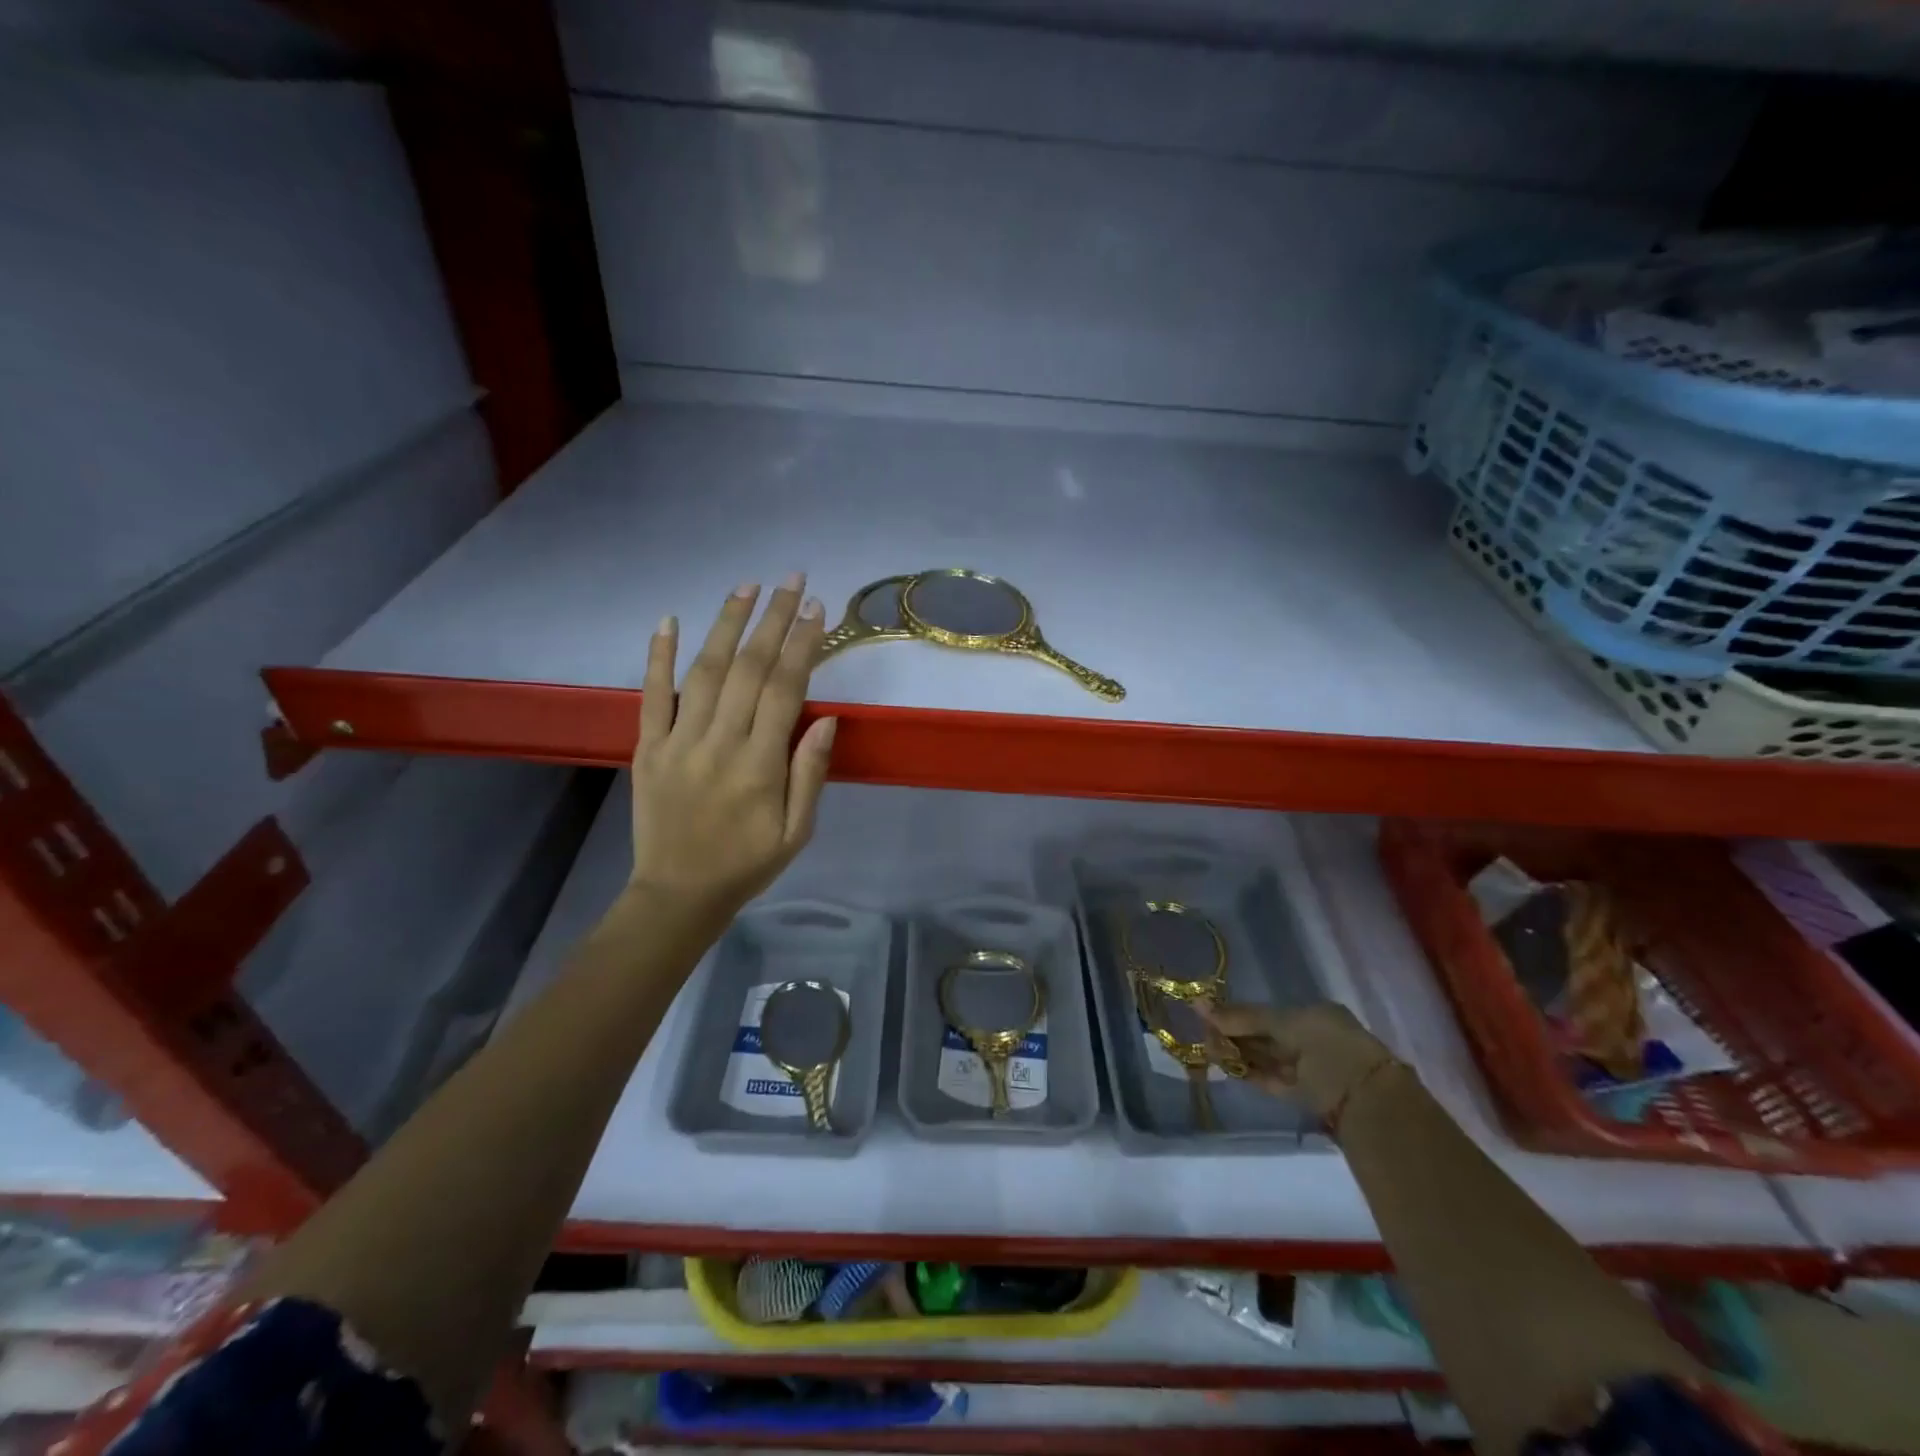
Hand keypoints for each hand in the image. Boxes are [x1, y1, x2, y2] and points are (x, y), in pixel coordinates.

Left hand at [628, 574, 836, 919]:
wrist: (678, 894)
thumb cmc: (747, 863)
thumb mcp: (797, 831)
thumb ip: (809, 774)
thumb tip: (826, 719)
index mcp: (760, 765)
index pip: (785, 689)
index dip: (802, 645)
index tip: (816, 609)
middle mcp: (719, 742)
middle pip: (749, 668)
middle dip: (773, 619)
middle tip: (791, 580)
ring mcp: (678, 742)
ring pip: (704, 671)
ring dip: (726, 624)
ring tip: (746, 586)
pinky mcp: (648, 747)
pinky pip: (651, 695)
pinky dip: (657, 656)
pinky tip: (667, 620)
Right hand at [1197, 1000, 1393, 1119]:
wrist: (1369, 1104)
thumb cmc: (1331, 1050)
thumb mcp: (1287, 1025)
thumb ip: (1244, 1017)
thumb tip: (1199, 1003)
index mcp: (1315, 1015)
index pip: (1268, 1012)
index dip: (1239, 1013)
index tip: (1208, 1014)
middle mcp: (1312, 1039)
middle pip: (1264, 1034)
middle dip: (1233, 1033)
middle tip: (1202, 1033)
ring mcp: (1308, 1069)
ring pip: (1264, 1056)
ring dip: (1236, 1053)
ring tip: (1207, 1049)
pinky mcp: (1302, 1096)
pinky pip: (1269, 1077)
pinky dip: (1247, 1071)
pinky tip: (1225, 1066)